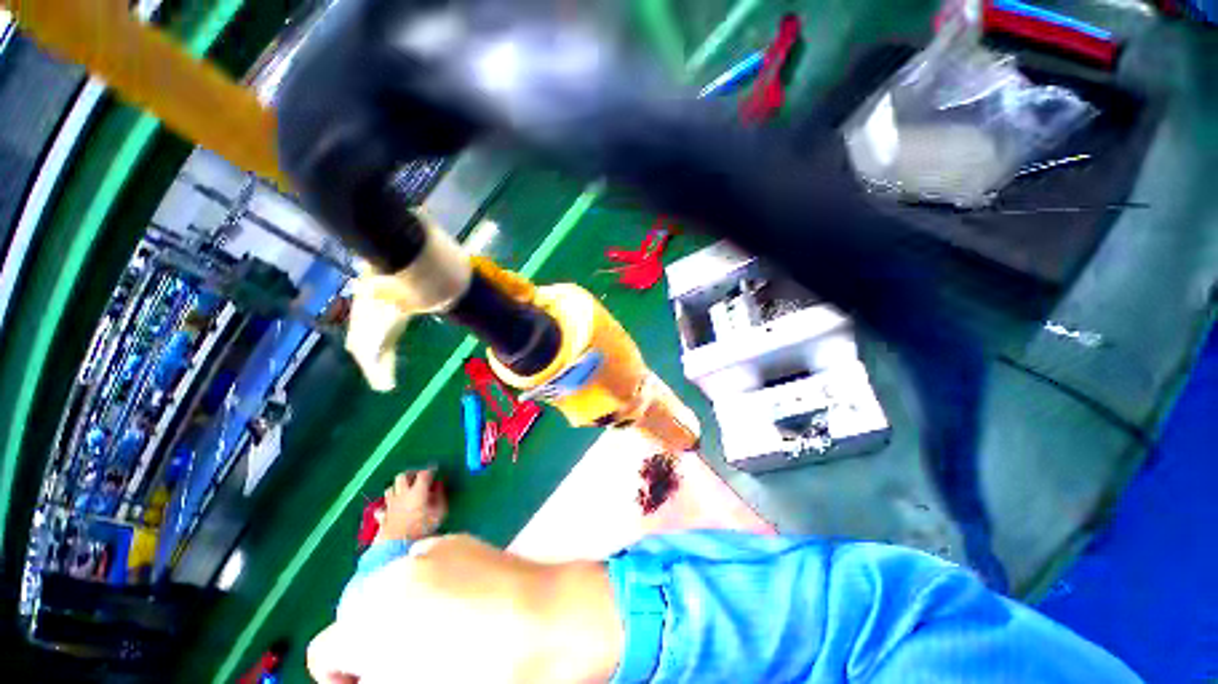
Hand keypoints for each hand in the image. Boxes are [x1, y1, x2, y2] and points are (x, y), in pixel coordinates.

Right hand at [307, 535, 622, 683]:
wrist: (549, 619)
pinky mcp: (458, 539)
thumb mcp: (416, 683)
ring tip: (436, 631)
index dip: (343, 674)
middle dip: (372, 641)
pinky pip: (424, 565)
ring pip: (391, 587)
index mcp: (372, 620)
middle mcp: (394, 575)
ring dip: (399, 610)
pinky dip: (427, 585)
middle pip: (359, 614)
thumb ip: (381, 673)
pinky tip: (459, 602)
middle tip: (407, 661)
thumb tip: (373, 666)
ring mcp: (429, 549)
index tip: (368, 682)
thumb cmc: (486, 671)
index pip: (328, 649)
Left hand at [374, 469, 445, 542]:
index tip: (435, 471)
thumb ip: (440, 497)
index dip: (430, 470)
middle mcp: (402, 494)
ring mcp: (390, 505)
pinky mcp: (382, 517)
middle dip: (410, 474)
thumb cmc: (422, 529)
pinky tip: (391, 509)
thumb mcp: (439, 512)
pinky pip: (381, 508)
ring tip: (404, 491)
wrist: (398, 547)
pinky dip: (386, 506)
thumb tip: (439, 486)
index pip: (424, 474)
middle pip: (402, 476)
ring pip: (389, 489)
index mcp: (417, 491)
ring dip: (397, 488)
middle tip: (417, 477)